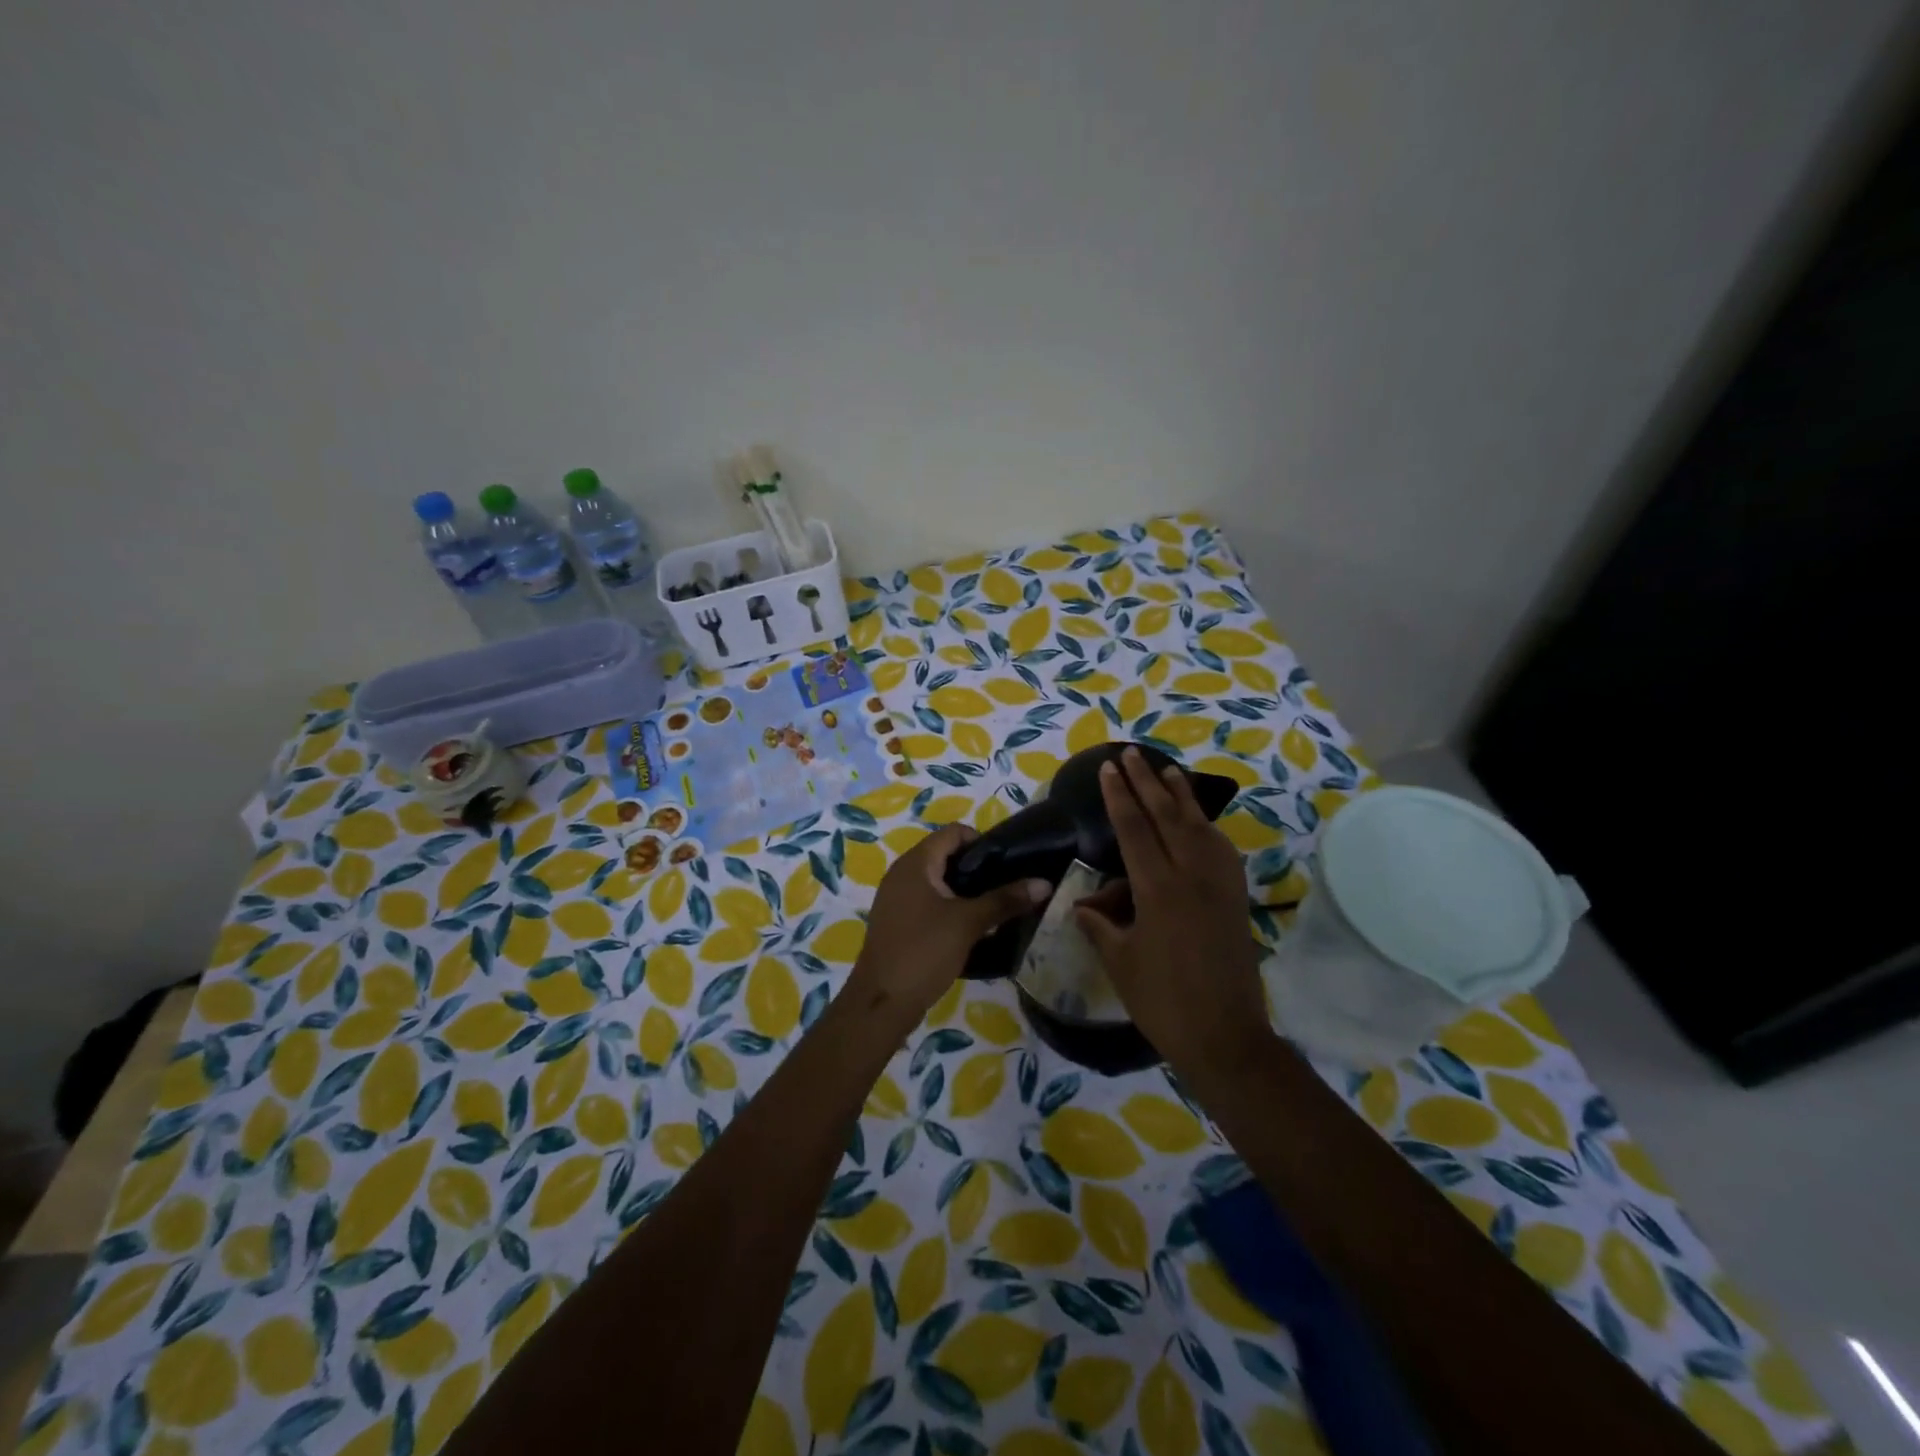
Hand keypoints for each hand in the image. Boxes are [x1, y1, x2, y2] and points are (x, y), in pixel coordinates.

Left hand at [844, 824, 1049, 1027]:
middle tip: (1007, 886)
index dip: (982, 841)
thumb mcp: (968, 923)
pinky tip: (971, 928)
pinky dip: (949, 907)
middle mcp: (902, 873)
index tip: (1007, 864)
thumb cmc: (924, 951)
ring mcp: (896, 898)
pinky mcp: (897, 921)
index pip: (953, 832)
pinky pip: (928, 901)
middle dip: (977, 869)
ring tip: (995, 907)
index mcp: (915, 863)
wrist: (882, 1002)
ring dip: (965, 891)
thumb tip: (1044, 883)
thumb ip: (1005, 900)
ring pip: (938, 881)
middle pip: (946, 855)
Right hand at [1075, 748, 1268, 1071]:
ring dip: (1181, 795)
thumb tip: (1085, 905)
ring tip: (1167, 770)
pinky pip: (1220, 849)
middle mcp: (1192, 876)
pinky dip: (1206, 827)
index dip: (1118, 796)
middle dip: (1146, 782)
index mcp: (1158, 889)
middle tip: (1131, 753)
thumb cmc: (1163, 1001)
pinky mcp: (1235, 898)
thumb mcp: (1120, 961)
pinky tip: (1200, 821)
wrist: (1225, 1035)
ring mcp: (1219, 885)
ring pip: (1199, 827)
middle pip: (1167, 817)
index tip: (1108, 768)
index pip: (1134, 830)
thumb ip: (1101, 925)